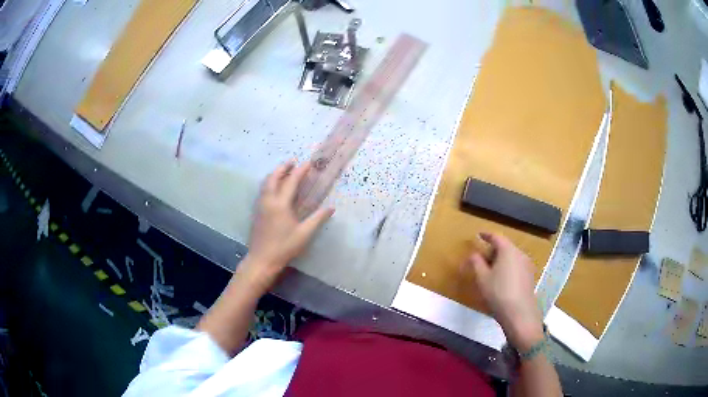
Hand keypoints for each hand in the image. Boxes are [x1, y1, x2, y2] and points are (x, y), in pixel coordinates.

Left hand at [242, 160, 333, 287]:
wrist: (262, 259)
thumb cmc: (284, 247)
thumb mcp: (304, 234)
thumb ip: (318, 219)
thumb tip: (331, 208)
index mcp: (280, 204)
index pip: (291, 182)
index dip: (300, 171)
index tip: (308, 163)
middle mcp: (268, 200)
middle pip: (274, 177)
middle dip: (283, 167)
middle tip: (293, 162)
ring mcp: (260, 206)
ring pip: (266, 183)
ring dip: (275, 174)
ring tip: (284, 171)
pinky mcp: (257, 212)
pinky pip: (262, 191)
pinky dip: (269, 183)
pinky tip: (274, 188)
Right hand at [464, 232, 542, 350]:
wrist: (519, 313)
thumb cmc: (498, 293)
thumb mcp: (482, 278)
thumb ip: (476, 262)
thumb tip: (474, 253)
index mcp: (508, 250)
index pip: (497, 237)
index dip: (487, 235)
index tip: (479, 235)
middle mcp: (520, 254)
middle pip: (505, 246)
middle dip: (493, 249)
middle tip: (482, 257)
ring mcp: (527, 265)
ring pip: (511, 256)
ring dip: (501, 259)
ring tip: (490, 270)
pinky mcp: (529, 276)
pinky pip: (516, 265)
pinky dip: (508, 266)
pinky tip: (501, 279)